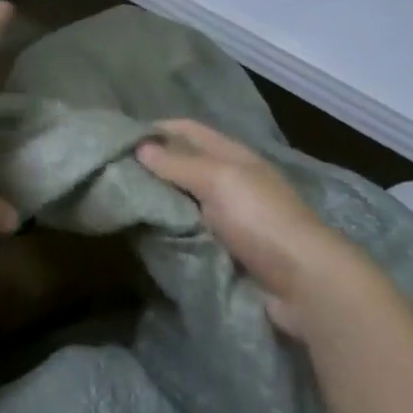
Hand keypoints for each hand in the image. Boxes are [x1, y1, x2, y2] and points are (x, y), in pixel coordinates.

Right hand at [137, 119, 365, 341]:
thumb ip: (178, 164)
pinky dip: (168, 229)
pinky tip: (143, 232)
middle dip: (150, 167)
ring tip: (118, 203)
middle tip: (109, 174)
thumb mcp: (219, 180)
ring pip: (182, 200)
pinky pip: (188, 231)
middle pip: (182, 165)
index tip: (117, 138)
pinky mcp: (224, 249)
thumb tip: (139, 146)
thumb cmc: (261, 220)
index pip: (187, 130)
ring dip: (157, 201)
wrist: (304, 284)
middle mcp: (229, 181)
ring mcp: (228, 217)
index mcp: (231, 156)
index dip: (155, 129)